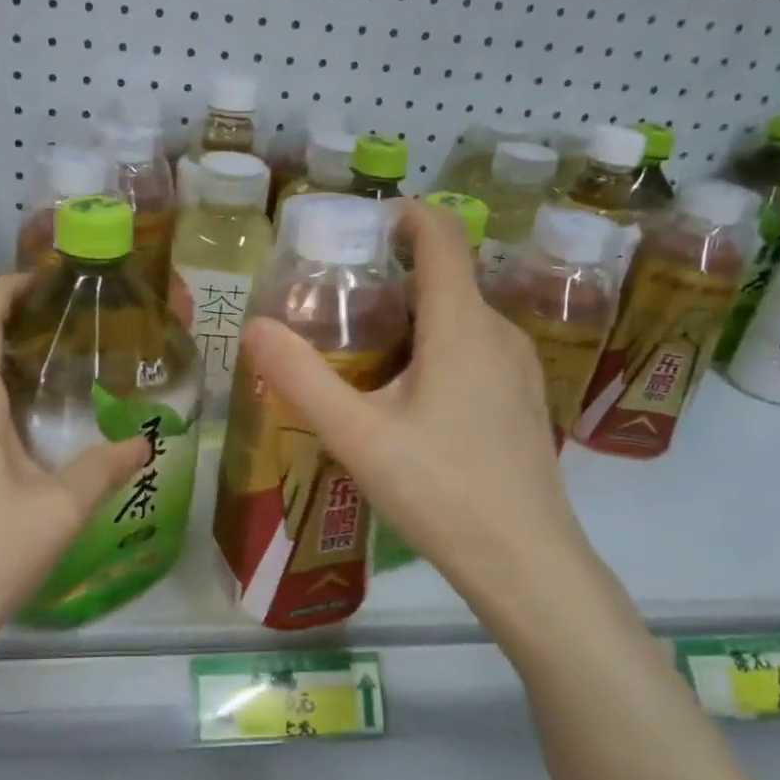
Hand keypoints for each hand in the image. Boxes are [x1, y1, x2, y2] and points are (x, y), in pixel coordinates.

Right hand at [242, 201, 602, 628]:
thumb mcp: (356, 436)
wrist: (526, 564)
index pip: (441, 234)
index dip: (403, 214)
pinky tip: (403, 397)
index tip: (357, 225)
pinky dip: (433, 347)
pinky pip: (472, 348)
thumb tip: (253, 327)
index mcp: (461, 324)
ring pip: (457, 316)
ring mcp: (518, 366)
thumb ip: (300, 379)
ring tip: (358, 352)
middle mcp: (498, 331)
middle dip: (388, 277)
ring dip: (409, 316)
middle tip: (333, 306)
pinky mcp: (520, 399)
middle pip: (442, 276)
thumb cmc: (440, 491)